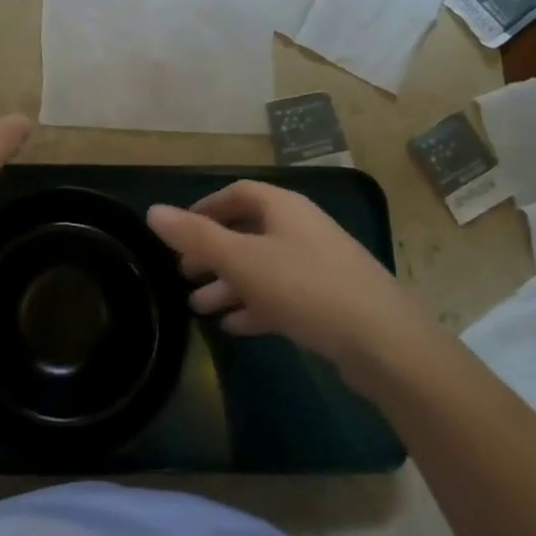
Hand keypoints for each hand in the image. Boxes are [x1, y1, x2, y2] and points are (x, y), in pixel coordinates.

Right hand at [147, 181, 412, 373]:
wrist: (383, 341)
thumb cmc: (305, 287)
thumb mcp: (241, 260)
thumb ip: (195, 236)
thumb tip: (152, 210)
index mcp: (283, 208)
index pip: (237, 194)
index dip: (205, 208)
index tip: (178, 233)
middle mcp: (301, 228)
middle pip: (247, 231)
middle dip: (212, 253)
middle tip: (182, 274)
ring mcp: (318, 265)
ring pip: (262, 267)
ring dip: (229, 284)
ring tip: (198, 307)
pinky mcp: (329, 301)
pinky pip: (282, 294)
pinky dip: (255, 305)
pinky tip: (234, 326)